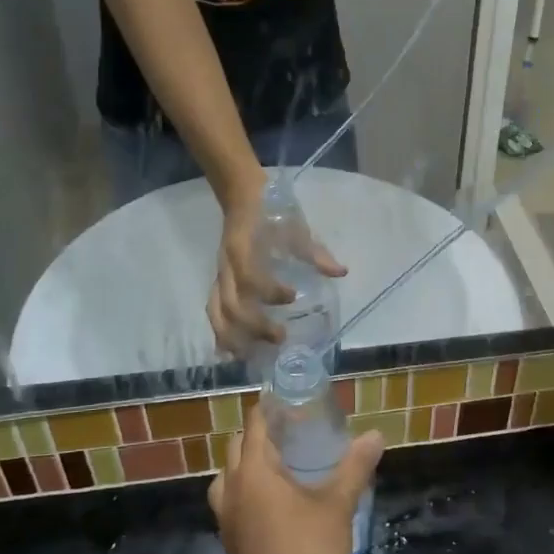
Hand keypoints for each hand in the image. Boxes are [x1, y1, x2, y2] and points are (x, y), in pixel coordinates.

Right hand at [209, 187, 347, 356]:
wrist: (241, 196)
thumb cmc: (271, 212)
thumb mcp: (295, 227)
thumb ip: (315, 253)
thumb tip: (340, 273)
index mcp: (244, 248)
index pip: (250, 276)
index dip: (269, 291)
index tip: (292, 296)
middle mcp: (227, 266)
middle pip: (231, 303)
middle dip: (254, 325)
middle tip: (281, 337)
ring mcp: (220, 276)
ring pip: (217, 313)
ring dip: (234, 337)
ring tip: (252, 357)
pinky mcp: (217, 283)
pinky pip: (213, 312)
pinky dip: (220, 334)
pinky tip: (231, 354)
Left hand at [209, 408, 384, 553]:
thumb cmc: (307, 548)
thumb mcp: (338, 504)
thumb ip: (355, 467)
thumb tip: (375, 435)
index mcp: (254, 470)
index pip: (255, 425)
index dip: (270, 409)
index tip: (290, 403)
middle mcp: (233, 487)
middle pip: (237, 447)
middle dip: (259, 435)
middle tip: (290, 433)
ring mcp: (226, 515)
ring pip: (228, 476)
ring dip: (247, 465)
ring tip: (277, 467)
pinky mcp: (229, 539)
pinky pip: (231, 500)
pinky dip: (246, 491)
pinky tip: (272, 502)